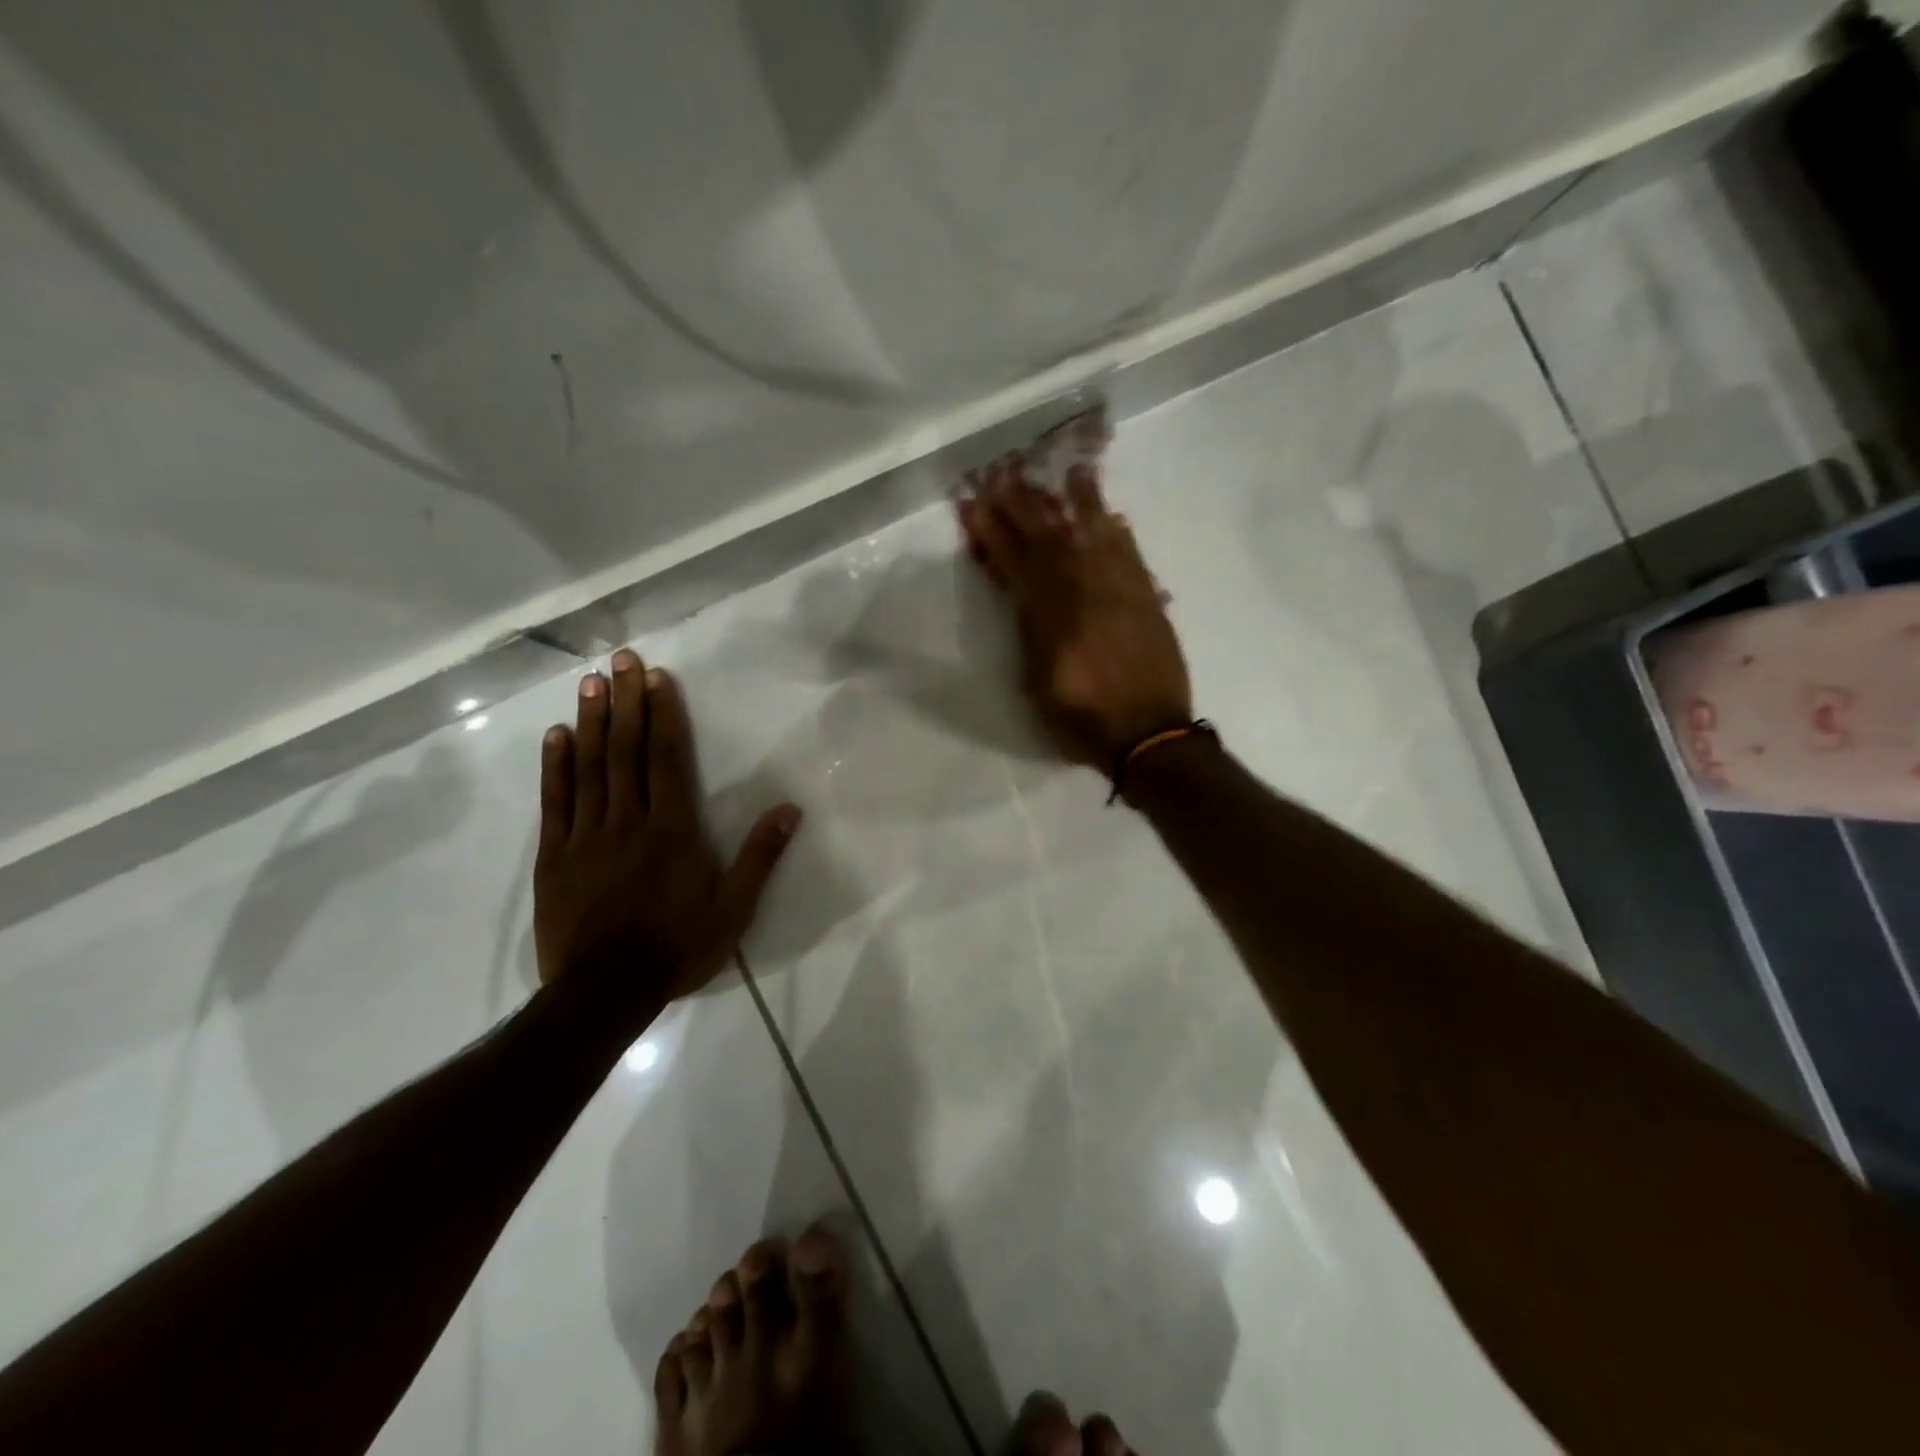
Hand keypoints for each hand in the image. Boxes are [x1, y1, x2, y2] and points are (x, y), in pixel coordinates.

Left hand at [533, 648, 801, 1013]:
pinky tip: (556, 736)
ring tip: (591, 682)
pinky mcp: (554, 857)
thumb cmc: (678, 946)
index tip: (657, 678)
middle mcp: (628, 821)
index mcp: (672, 829)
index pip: (666, 759)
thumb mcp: (734, 908)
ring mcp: (586, 836)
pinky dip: (555, 766)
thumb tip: (790, 809)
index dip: (662, 714)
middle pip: (625, 751)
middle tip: (622, 660)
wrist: (605, 992)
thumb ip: (760, 856)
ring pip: (588, 768)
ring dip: (591, 721)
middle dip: (625, 702)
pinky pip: (554, 803)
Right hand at [958, 454, 1191, 771]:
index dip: (993, 532)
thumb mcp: (1037, 686)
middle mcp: (1086, 595)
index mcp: (1051, 618)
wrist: (1149, 736)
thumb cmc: (1083, 721)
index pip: (1016, 564)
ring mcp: (1121, 593)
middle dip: (1026, 505)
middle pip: (1051, 540)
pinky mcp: (1148, 600)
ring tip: (1070, 470)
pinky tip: (1112, 516)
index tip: (975, 503)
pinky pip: (1132, 556)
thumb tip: (1025, 598)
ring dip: (1080, 502)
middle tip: (1009, 472)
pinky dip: (1119, 534)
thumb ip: (1030, 636)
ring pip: (1096, 537)